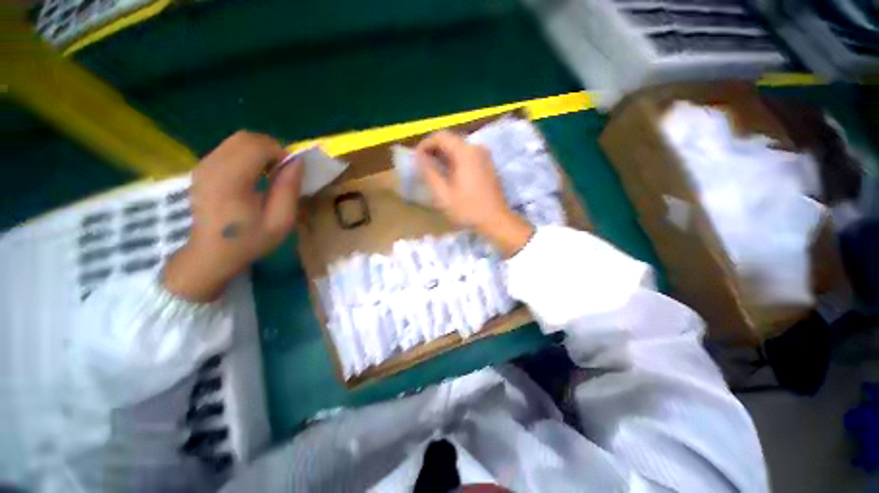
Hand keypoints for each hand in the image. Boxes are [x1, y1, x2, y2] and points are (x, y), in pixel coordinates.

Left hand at [163, 131, 303, 301]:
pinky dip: (247, 154)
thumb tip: (297, 162)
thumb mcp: (280, 221)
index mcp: (230, 181)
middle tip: (282, 171)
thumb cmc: (249, 240)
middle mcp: (212, 166)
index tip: (291, 173)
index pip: (258, 146)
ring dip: (260, 151)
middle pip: (246, 138)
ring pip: (237, 140)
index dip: (281, 153)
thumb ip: (289, 189)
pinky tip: (253, 175)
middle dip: (271, 148)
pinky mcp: (202, 168)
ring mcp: (203, 165)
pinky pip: (228, 148)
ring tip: (270, 173)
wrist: (211, 254)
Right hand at [415, 130, 532, 257]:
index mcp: (465, 152)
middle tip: (423, 166)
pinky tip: (449, 175)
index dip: (425, 144)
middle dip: (433, 150)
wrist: (495, 220)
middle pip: (450, 140)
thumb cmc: (467, 209)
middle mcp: (476, 148)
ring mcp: (484, 156)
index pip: (440, 136)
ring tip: (433, 171)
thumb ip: (429, 173)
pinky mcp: (487, 164)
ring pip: (458, 148)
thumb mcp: (443, 194)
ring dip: (444, 156)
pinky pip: (467, 155)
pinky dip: (454, 160)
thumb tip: (418, 157)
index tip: (416, 159)